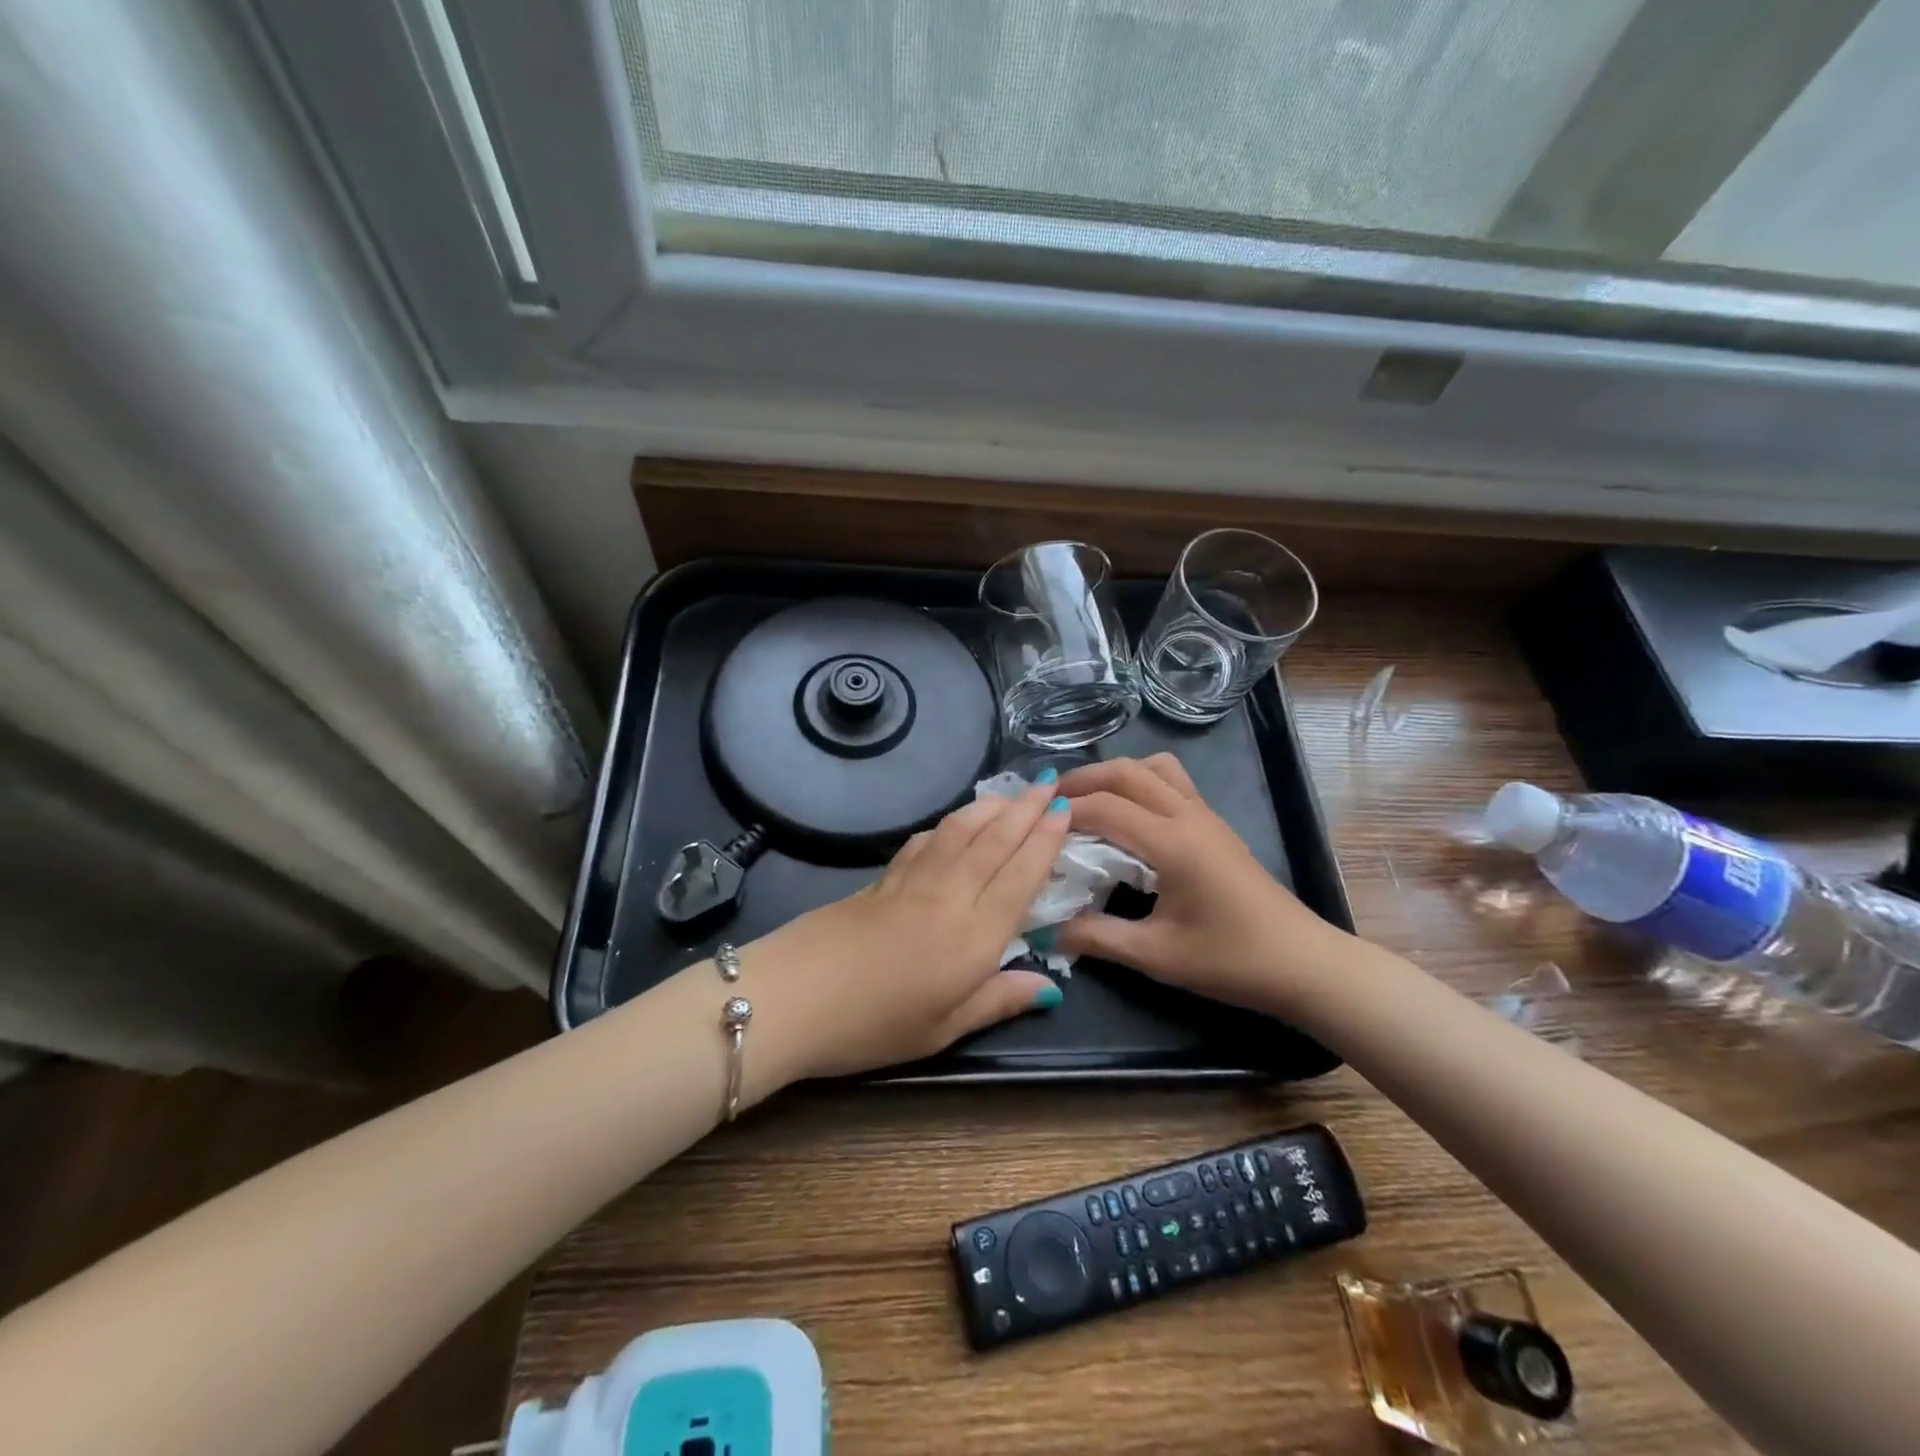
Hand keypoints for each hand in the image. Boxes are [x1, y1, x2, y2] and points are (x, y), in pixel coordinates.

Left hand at [740, 778, 1071, 1088]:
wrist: (793, 997)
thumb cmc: (874, 1025)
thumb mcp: (943, 1029)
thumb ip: (998, 1001)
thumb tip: (1050, 986)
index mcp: (973, 936)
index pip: (1020, 876)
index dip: (1045, 841)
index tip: (1065, 811)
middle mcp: (948, 896)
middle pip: (994, 842)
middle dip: (1026, 810)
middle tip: (1050, 785)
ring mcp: (911, 882)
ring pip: (959, 832)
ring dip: (989, 808)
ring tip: (1011, 794)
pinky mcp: (881, 879)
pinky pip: (924, 841)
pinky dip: (947, 825)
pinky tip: (952, 824)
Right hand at [1055, 755, 1348, 1014]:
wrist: (1302, 963)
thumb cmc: (1230, 960)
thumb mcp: (1156, 955)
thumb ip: (1097, 938)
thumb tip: (1048, 930)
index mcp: (1172, 842)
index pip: (1106, 807)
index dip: (1065, 811)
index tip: (1033, 825)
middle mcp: (1188, 816)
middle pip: (1128, 771)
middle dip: (1084, 779)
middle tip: (1050, 801)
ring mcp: (1206, 816)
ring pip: (1155, 768)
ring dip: (1117, 774)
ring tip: (1089, 800)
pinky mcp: (1216, 825)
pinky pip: (1172, 782)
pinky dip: (1140, 783)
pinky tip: (1128, 816)